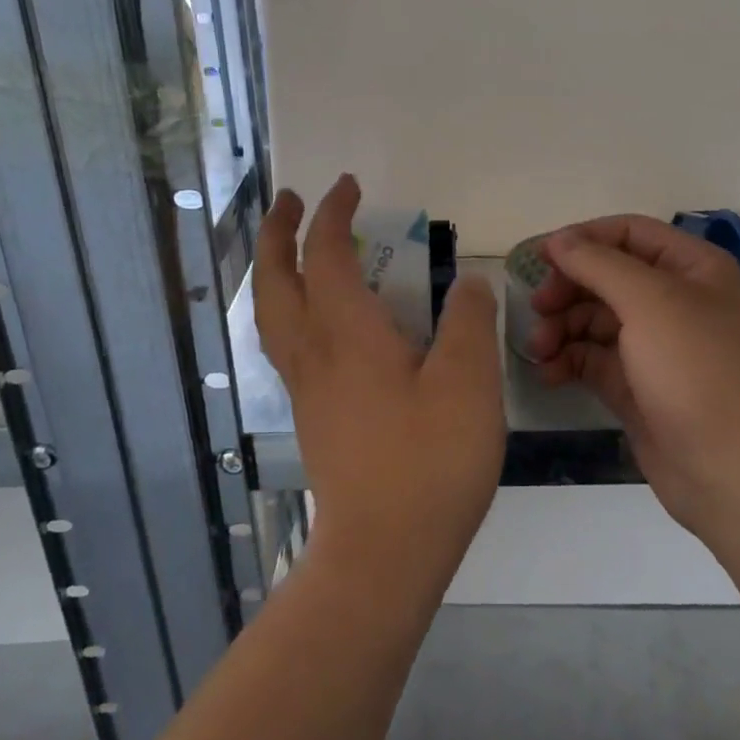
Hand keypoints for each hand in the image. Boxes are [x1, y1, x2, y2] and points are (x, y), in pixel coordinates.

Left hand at [254, 175, 505, 601]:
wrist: (383, 553)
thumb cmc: (429, 461)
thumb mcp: (468, 381)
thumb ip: (468, 320)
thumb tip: (466, 281)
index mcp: (346, 333)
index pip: (324, 254)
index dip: (331, 214)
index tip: (347, 186)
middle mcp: (314, 352)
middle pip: (274, 280)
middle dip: (276, 232)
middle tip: (289, 200)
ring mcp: (306, 387)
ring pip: (272, 314)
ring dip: (274, 270)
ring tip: (293, 249)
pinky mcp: (313, 416)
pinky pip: (286, 343)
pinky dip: (288, 308)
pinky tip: (318, 320)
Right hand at [528, 215, 739, 546]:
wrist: (733, 473)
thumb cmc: (696, 370)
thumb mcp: (649, 302)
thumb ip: (598, 264)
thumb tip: (558, 240)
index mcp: (692, 268)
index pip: (629, 232)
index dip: (584, 239)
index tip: (540, 257)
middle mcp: (675, 300)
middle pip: (608, 275)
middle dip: (569, 288)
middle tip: (538, 308)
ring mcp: (656, 345)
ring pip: (596, 318)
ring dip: (563, 327)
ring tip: (539, 349)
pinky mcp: (638, 385)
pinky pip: (594, 358)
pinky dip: (570, 360)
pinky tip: (549, 373)